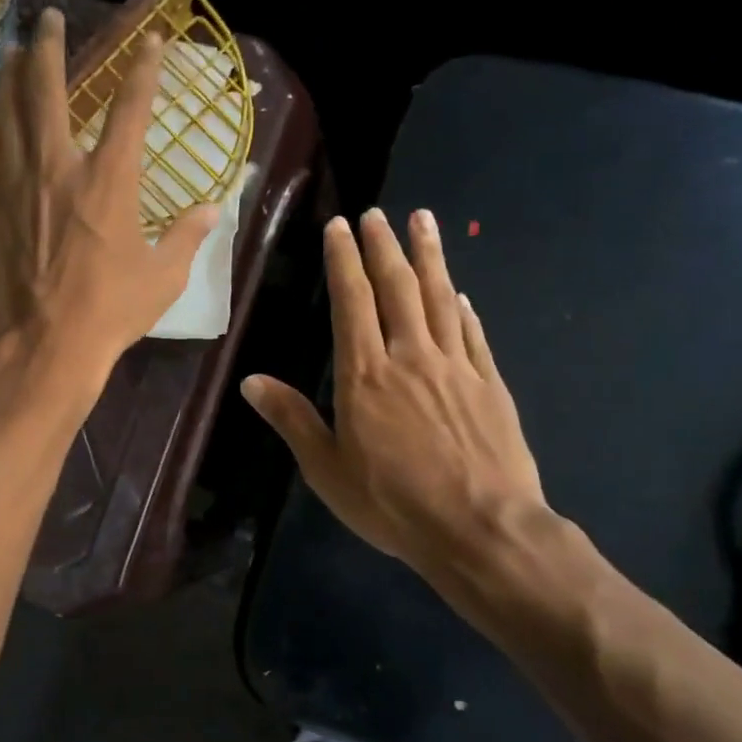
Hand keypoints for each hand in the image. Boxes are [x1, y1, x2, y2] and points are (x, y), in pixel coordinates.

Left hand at [0, 6, 219, 384]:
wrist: (47, 345)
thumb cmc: (112, 311)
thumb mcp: (164, 276)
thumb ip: (188, 235)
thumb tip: (211, 208)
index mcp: (110, 181)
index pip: (130, 109)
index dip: (144, 70)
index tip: (151, 41)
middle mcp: (59, 168)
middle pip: (48, 92)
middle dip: (50, 49)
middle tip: (49, 20)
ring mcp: (18, 186)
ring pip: (9, 114)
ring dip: (12, 79)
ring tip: (15, 54)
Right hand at [242, 208, 562, 604]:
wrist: (482, 529)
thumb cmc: (394, 504)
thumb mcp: (328, 470)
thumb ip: (292, 420)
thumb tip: (250, 381)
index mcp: (365, 375)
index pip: (352, 303)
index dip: (344, 261)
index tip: (339, 228)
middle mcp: (410, 357)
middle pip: (397, 288)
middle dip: (384, 246)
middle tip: (377, 213)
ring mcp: (456, 367)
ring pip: (440, 298)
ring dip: (430, 257)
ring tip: (423, 221)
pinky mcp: (490, 384)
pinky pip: (473, 334)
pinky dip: (464, 307)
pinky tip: (460, 292)